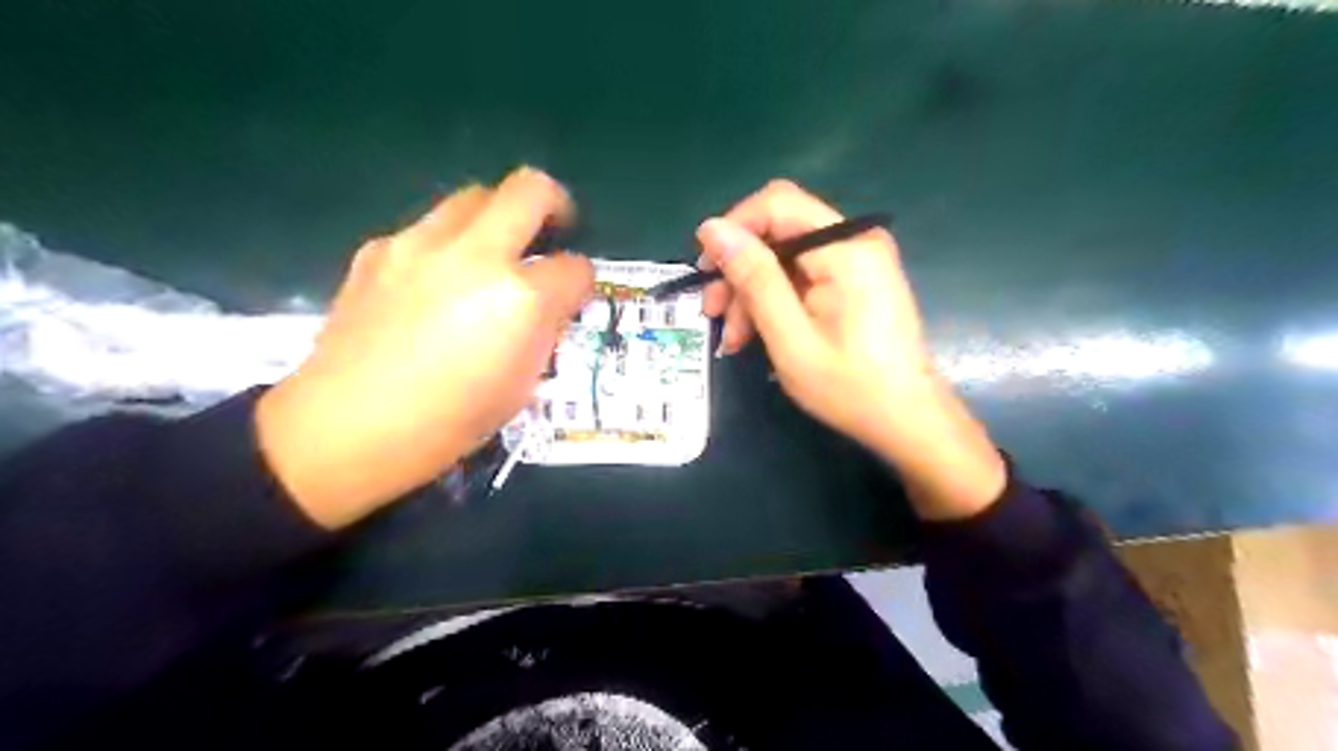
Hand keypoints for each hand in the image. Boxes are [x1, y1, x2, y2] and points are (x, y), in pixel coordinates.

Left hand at [257, 167, 590, 528]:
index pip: (574, 268)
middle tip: (554, 229)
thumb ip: (543, 333)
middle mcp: (475, 256)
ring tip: (492, 253)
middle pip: (530, 190)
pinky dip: (448, 243)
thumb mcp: (521, 387)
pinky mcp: (379, 248)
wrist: (346, 427)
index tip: (574, 293)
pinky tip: (436, 280)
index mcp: (519, 299)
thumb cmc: (448, 424)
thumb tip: (549, 306)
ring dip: (497, 217)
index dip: (582, 280)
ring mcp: (421, 244)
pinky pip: (429, 226)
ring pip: (475, 196)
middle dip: (554, 203)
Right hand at [702, 178, 1003, 517]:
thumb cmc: (850, 386)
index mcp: (846, 248)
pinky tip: (756, 334)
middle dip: (739, 269)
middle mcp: (855, 240)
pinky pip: (802, 275)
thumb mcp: (789, 337)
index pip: (777, 204)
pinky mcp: (855, 279)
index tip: (704, 269)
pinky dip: (775, 300)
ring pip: (785, 257)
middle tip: (712, 312)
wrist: (907, 419)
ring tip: (733, 338)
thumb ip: (753, 278)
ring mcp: (858, 260)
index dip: (733, 228)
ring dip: (752, 292)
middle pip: (779, 231)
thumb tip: (712, 229)